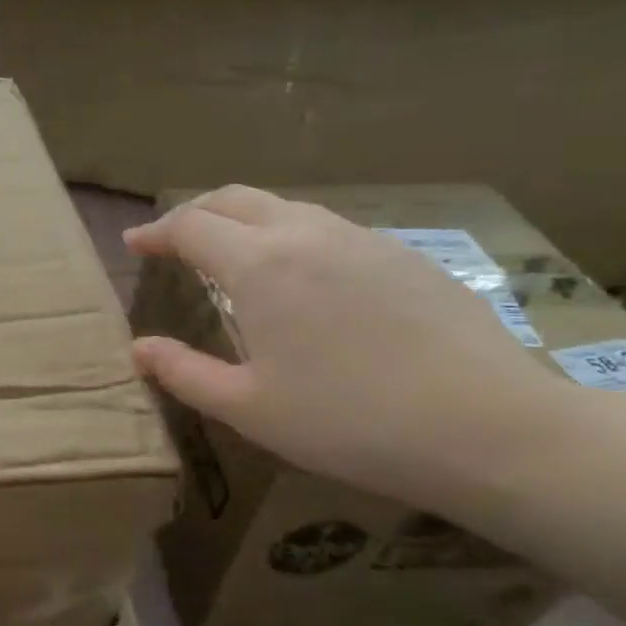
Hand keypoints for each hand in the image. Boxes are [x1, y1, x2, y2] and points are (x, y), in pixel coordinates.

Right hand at [125, 186, 562, 504]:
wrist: (490, 427)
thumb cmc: (349, 422)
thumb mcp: (249, 408)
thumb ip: (183, 372)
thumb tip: (137, 348)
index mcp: (260, 266)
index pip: (191, 226)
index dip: (156, 232)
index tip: (135, 245)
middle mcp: (307, 234)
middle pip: (235, 199)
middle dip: (195, 212)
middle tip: (174, 239)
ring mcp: (362, 238)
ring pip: (286, 207)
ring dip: (245, 220)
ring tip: (232, 253)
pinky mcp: (405, 254)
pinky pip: (330, 228)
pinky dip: (293, 235)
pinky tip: (304, 277)